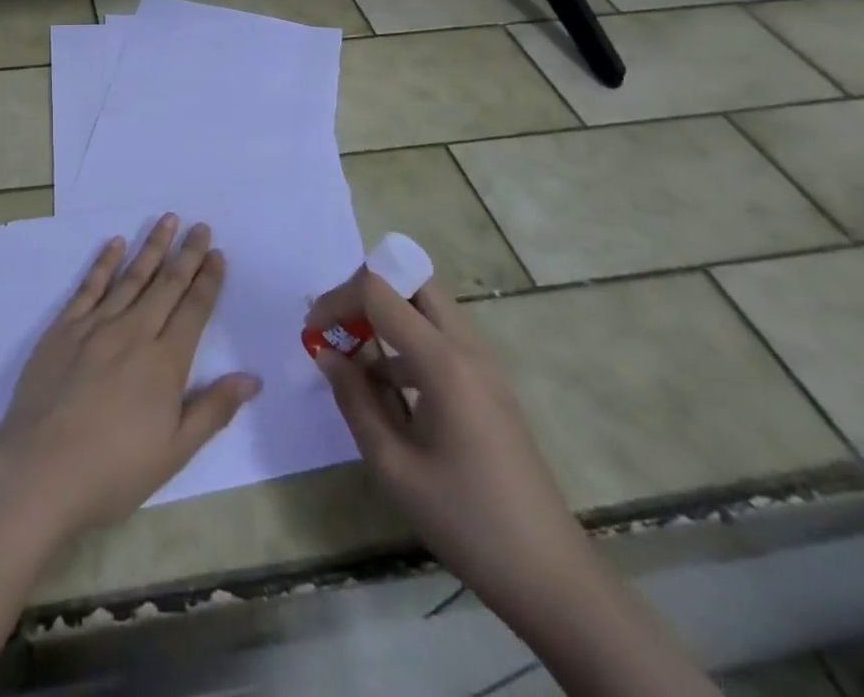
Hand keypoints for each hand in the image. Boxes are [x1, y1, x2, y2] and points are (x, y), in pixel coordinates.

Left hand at [0, 214, 261, 539]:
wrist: (41, 468)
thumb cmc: (113, 470)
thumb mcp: (174, 452)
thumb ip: (212, 410)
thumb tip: (251, 378)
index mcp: (164, 363)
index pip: (193, 310)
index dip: (208, 280)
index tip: (217, 254)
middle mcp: (134, 332)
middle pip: (166, 285)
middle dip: (186, 254)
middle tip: (200, 226)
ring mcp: (96, 325)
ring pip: (131, 276)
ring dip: (151, 247)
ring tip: (167, 220)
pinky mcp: (64, 327)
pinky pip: (89, 286)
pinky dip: (104, 262)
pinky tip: (115, 243)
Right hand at [305, 266, 589, 616]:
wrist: (551, 580)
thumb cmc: (465, 521)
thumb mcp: (392, 465)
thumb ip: (353, 399)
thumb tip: (325, 354)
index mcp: (444, 362)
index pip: (379, 292)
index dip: (337, 299)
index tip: (312, 331)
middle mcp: (468, 349)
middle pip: (412, 282)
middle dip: (365, 291)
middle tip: (336, 325)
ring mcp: (484, 366)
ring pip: (427, 308)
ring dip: (386, 315)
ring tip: (350, 354)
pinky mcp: (489, 387)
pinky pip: (440, 338)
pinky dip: (405, 342)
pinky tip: (384, 387)